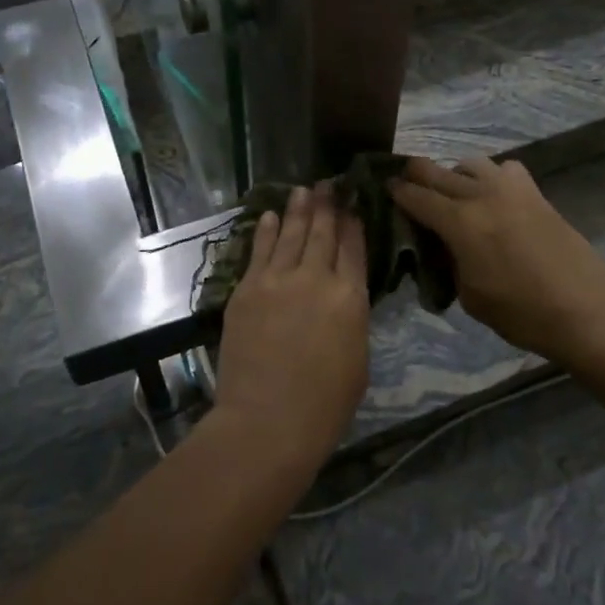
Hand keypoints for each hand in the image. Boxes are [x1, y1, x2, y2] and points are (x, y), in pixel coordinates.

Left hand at [215, 186, 370, 469]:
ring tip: (303, 190)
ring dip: (298, 210)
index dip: (353, 223)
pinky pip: (258, 251)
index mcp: (349, 298)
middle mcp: (315, 278)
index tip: (352, 204)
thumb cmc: (324, 405)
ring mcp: (277, 281)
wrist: (266, 421)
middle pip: (322, 233)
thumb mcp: (357, 360)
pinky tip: (270, 216)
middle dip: (327, 206)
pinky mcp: (247, 290)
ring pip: (290, 235)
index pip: (353, 249)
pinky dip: (265, 231)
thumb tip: (343, 297)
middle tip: (328, 183)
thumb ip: (350, 318)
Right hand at [389, 157, 604, 365]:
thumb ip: (448, 262)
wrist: (587, 308)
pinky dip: (491, 176)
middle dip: (414, 175)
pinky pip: (503, 168)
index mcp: (459, 222)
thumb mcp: (469, 296)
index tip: (383, 190)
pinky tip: (493, 196)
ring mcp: (510, 188)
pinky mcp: (534, 192)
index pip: (414, 196)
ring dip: (453, 173)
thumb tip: (440, 245)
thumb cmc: (523, 313)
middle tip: (405, 187)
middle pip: (435, 169)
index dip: (394, 192)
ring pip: (469, 162)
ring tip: (452, 194)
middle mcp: (480, 195)